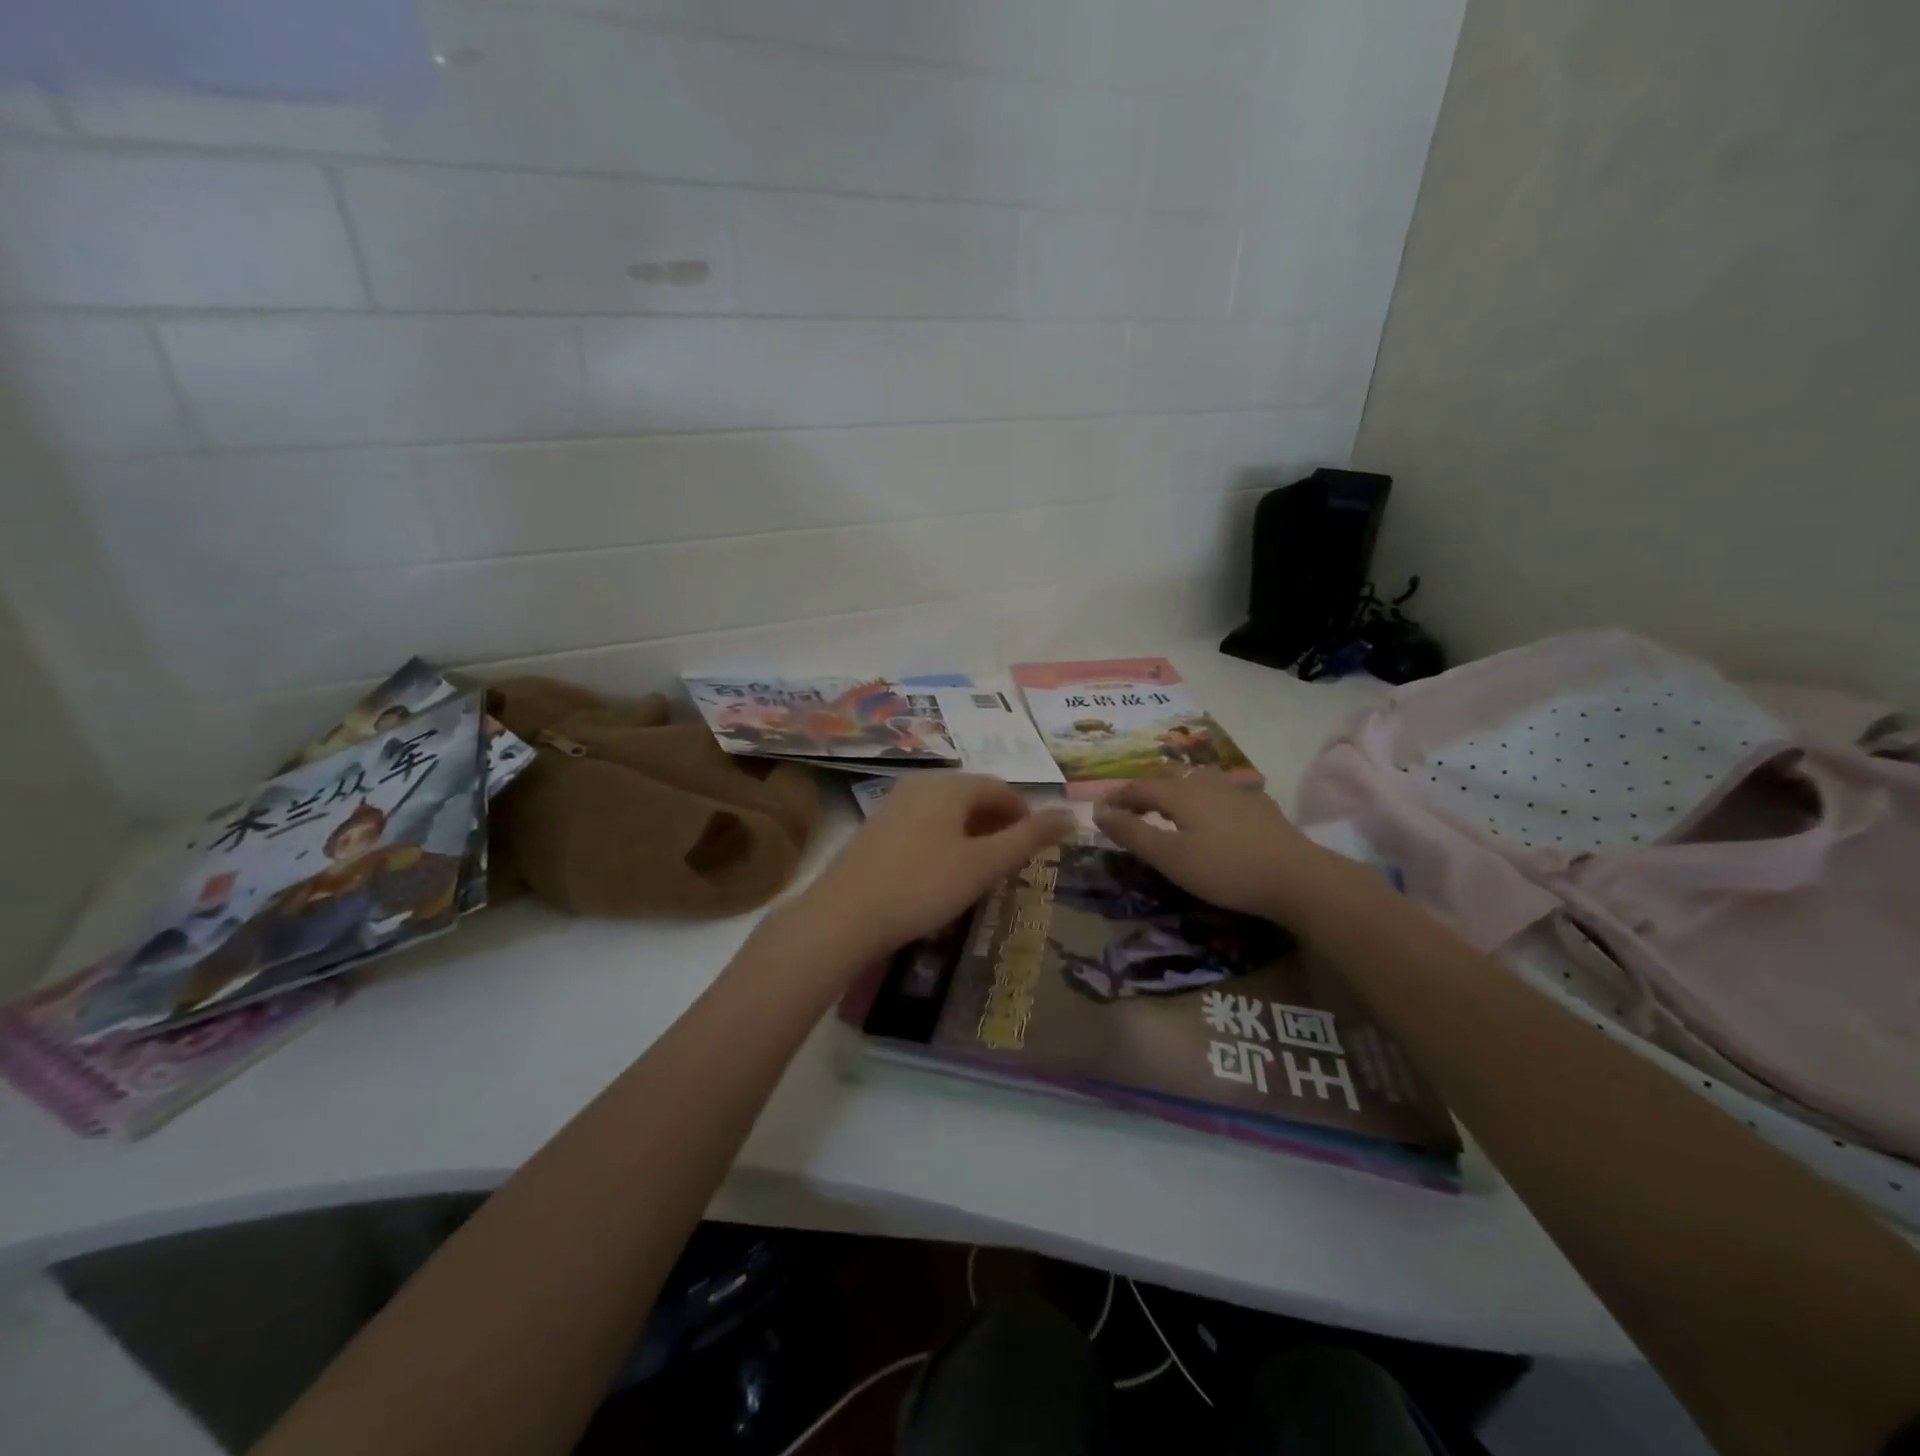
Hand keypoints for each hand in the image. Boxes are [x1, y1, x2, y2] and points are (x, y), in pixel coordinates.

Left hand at [792, 774, 1072, 964]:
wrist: (845, 915)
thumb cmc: (923, 886)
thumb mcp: (983, 865)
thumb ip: (1028, 839)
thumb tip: (1070, 814)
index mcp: (949, 785)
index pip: (1000, 788)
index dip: (1025, 813)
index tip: (1036, 845)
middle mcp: (921, 784)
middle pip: (972, 796)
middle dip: (998, 823)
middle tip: (1013, 860)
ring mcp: (894, 803)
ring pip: (947, 811)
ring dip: (972, 833)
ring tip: (983, 868)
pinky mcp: (877, 827)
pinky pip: (924, 823)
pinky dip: (946, 839)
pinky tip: (943, 872)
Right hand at [1093, 768, 1340, 922]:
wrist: (1296, 877)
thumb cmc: (1224, 869)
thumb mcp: (1169, 857)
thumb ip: (1132, 833)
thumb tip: (1098, 811)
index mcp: (1180, 793)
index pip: (1139, 787)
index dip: (1117, 797)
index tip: (1100, 810)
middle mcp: (1206, 783)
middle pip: (1168, 775)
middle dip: (1145, 788)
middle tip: (1132, 807)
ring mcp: (1236, 791)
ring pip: (1197, 778)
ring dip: (1175, 787)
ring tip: (1168, 805)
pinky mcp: (1259, 805)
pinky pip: (1221, 791)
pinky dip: (1204, 797)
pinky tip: (1212, 813)